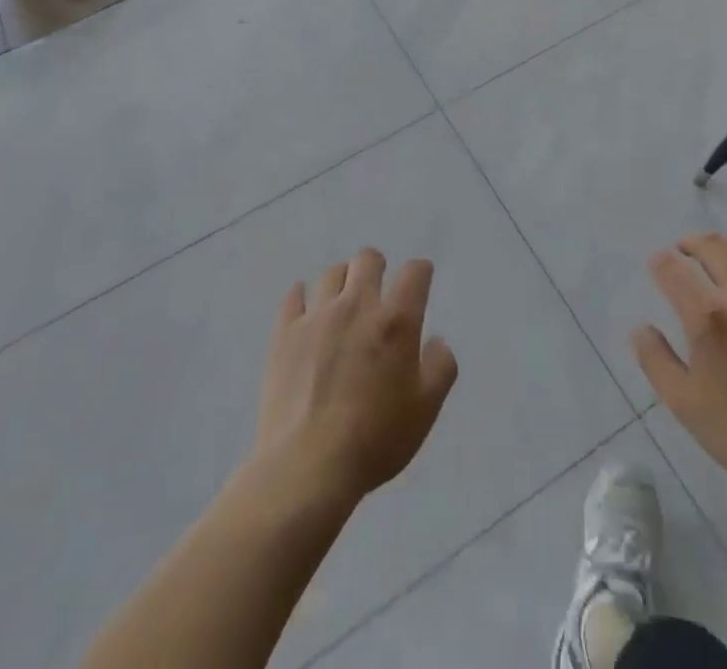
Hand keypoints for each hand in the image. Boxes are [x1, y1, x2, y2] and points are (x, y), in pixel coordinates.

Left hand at [253, 248, 457, 507]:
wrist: (307, 467)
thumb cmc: (375, 440)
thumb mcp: (425, 410)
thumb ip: (441, 367)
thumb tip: (436, 341)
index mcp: (395, 321)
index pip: (415, 273)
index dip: (421, 273)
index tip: (420, 283)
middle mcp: (357, 306)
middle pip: (367, 259)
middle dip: (378, 267)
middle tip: (378, 291)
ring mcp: (317, 316)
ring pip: (332, 273)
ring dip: (343, 281)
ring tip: (343, 303)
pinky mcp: (285, 333)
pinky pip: (294, 296)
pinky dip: (303, 296)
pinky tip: (306, 309)